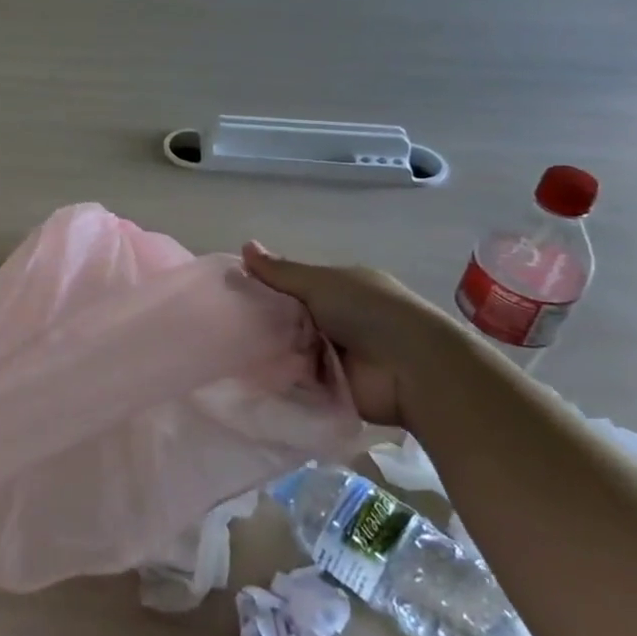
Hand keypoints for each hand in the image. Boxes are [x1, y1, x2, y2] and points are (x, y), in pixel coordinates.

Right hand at [242, 242, 467, 428]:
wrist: (412, 369)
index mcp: (338, 289)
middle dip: (262, 323)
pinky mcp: (332, 389)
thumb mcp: (321, 283)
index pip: (292, 286)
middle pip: (288, 320)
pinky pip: (297, 382)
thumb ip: (281, 272)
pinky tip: (246, 376)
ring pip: (290, 351)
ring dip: (269, 352)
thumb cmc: (368, 312)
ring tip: (228, 351)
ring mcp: (335, 357)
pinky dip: (279, 380)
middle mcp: (336, 321)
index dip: (264, 288)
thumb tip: (245, 246)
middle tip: (224, 325)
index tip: (230, 292)